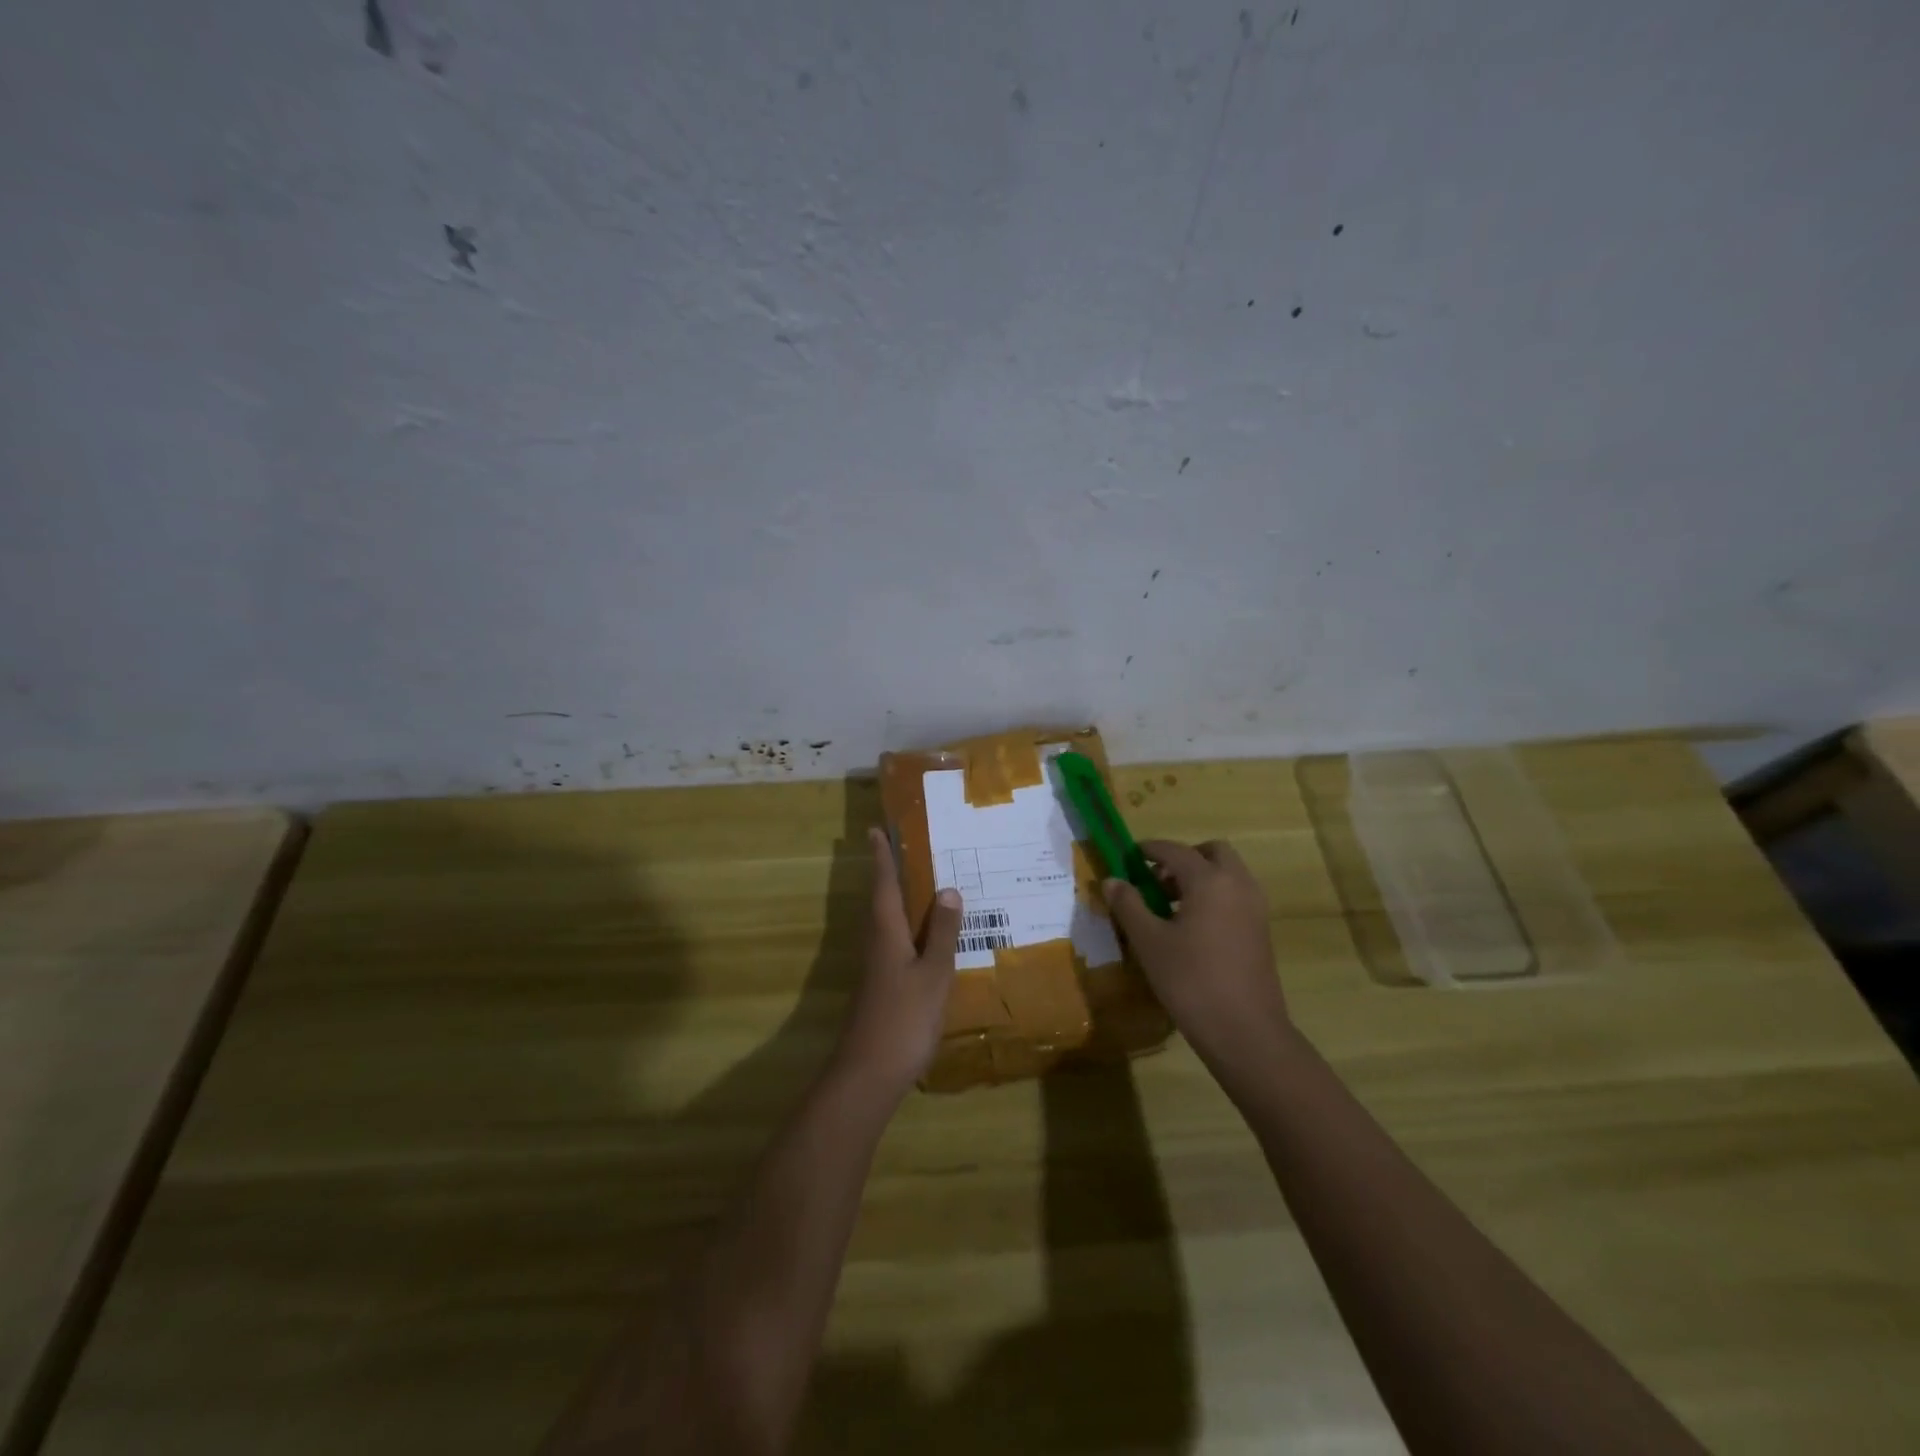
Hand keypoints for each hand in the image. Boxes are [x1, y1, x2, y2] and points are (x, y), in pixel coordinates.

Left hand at [829, 827, 963, 1098]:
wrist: (869, 1074)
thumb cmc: (904, 1018)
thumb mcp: (933, 974)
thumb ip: (941, 933)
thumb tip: (947, 889)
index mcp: (887, 933)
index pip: (884, 885)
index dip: (882, 857)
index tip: (875, 829)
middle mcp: (876, 944)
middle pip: (881, 901)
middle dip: (888, 874)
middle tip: (903, 849)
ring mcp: (876, 969)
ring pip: (887, 923)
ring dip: (898, 901)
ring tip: (920, 886)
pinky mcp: (881, 988)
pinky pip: (894, 945)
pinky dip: (907, 930)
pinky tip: (925, 940)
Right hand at [1104, 839, 1290, 1071]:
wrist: (1245, 1032)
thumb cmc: (1191, 981)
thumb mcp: (1149, 942)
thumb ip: (1128, 905)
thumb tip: (1111, 880)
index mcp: (1209, 881)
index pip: (1175, 850)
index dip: (1149, 849)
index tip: (1129, 856)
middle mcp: (1238, 885)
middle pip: (1212, 852)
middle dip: (1183, 858)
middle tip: (1156, 880)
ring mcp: (1255, 908)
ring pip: (1227, 874)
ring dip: (1200, 877)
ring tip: (1169, 906)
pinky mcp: (1261, 930)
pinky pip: (1236, 895)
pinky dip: (1214, 896)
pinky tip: (1191, 928)